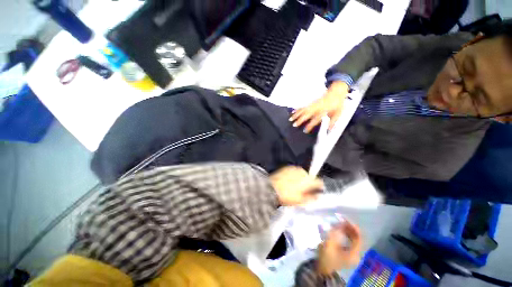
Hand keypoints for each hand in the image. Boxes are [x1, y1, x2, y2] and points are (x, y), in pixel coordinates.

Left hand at [270, 166, 323, 205]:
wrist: (271, 188)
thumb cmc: (285, 195)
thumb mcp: (301, 201)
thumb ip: (312, 198)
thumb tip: (318, 196)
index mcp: (308, 180)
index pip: (319, 182)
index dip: (320, 187)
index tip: (318, 191)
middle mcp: (302, 172)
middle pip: (310, 177)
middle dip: (309, 183)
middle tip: (304, 191)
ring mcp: (294, 168)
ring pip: (302, 174)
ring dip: (302, 179)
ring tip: (295, 186)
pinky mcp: (287, 167)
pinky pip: (294, 171)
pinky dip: (294, 175)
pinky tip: (290, 181)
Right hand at [289, 81, 348, 132]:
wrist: (336, 91)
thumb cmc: (338, 103)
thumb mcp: (338, 113)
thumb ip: (333, 122)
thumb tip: (329, 130)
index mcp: (323, 111)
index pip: (314, 120)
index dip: (309, 126)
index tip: (305, 130)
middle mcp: (316, 108)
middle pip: (306, 114)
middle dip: (299, 120)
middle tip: (294, 125)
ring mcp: (313, 105)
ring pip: (303, 110)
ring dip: (296, 115)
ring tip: (290, 119)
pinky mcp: (311, 103)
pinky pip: (303, 106)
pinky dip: (297, 109)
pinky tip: (293, 112)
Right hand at [318, 221, 361, 275]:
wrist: (323, 270)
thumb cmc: (327, 257)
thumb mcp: (330, 244)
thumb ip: (336, 233)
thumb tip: (340, 223)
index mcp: (354, 253)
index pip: (358, 238)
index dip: (353, 227)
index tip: (346, 219)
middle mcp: (356, 254)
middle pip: (356, 238)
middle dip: (349, 228)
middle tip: (342, 219)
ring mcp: (352, 254)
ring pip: (352, 239)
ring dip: (347, 230)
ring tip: (340, 223)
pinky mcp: (347, 254)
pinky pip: (349, 241)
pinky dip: (345, 235)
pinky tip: (339, 230)